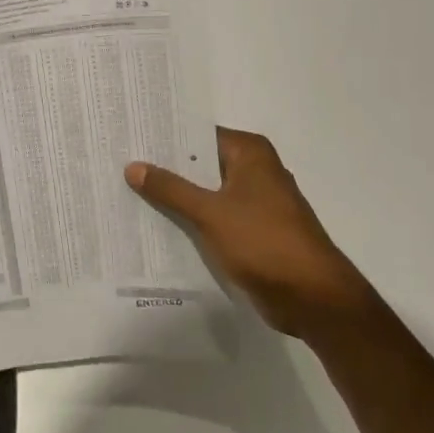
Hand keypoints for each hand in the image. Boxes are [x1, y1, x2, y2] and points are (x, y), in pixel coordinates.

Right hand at [126, 127, 368, 335]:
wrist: (313, 297)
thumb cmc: (264, 242)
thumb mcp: (210, 212)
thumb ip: (170, 189)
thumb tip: (133, 166)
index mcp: (250, 154)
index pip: (198, 135)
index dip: (165, 138)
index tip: (130, 138)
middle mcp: (254, 171)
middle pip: (201, 163)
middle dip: (165, 168)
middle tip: (120, 165)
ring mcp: (255, 203)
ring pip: (206, 192)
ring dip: (176, 197)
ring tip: (129, 192)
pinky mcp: (253, 232)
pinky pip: (214, 217)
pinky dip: (191, 220)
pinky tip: (157, 224)